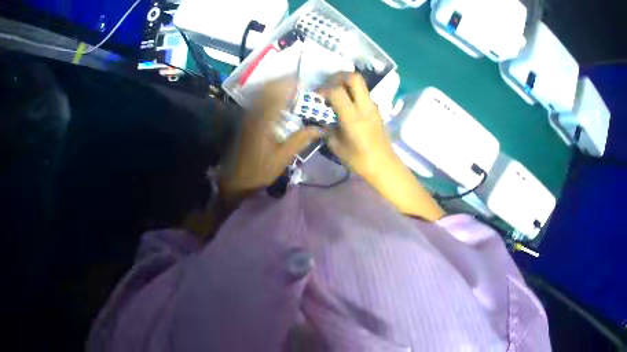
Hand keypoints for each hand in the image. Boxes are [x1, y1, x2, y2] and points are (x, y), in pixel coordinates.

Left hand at [219, 79, 320, 207]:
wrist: (238, 179)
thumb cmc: (261, 170)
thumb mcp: (284, 157)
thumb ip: (301, 140)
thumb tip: (320, 128)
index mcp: (264, 121)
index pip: (278, 95)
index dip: (290, 86)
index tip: (303, 85)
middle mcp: (254, 113)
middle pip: (267, 89)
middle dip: (283, 83)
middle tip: (298, 86)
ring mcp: (248, 115)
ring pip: (261, 93)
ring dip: (275, 88)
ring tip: (290, 91)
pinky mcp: (246, 120)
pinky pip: (258, 100)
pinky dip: (268, 96)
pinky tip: (278, 102)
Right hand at [321, 73, 397, 180]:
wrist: (384, 165)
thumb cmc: (359, 160)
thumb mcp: (336, 146)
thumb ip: (326, 129)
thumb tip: (319, 119)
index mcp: (353, 117)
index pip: (337, 91)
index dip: (323, 89)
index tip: (316, 96)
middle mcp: (365, 107)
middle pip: (354, 77)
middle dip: (338, 76)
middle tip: (327, 85)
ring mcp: (373, 106)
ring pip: (360, 83)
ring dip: (345, 83)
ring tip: (334, 94)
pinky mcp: (376, 109)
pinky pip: (363, 93)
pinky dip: (352, 92)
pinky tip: (344, 105)